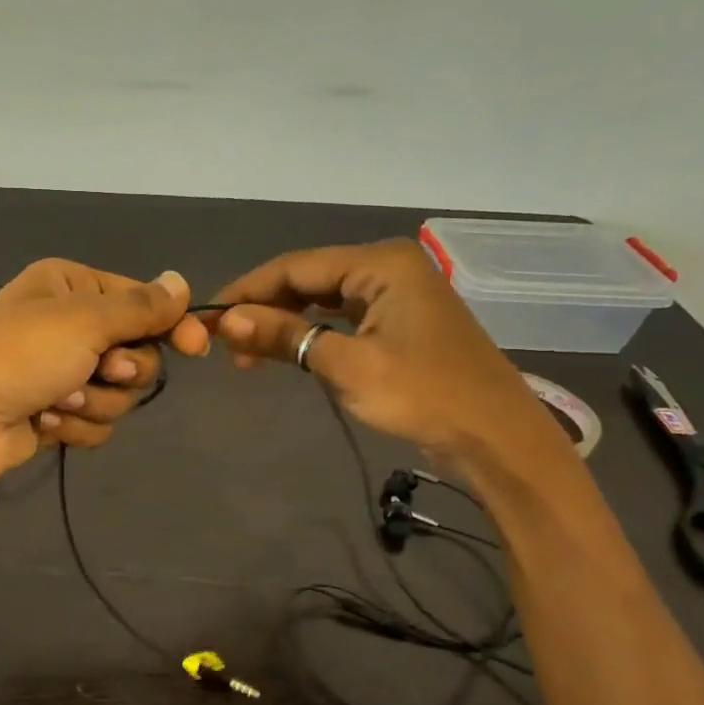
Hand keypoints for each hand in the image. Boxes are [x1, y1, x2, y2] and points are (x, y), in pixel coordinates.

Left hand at [0, 260, 207, 488]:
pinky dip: (75, 425)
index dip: (170, 324)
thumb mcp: (84, 320)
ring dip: (94, 400)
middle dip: (122, 370)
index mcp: (70, 287)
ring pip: (119, 393)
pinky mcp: (56, 415)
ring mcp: (60, 373)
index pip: (140, 301)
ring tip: (58, 399)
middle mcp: (67, 326)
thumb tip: (180, 283)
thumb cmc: (18, 355)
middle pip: (136, 352)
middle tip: (99, 370)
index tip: (196, 347)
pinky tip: (44, 421)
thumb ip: (140, 307)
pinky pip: (95, 422)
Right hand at [208, 240, 563, 471]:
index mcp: (380, 264)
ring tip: (245, 354)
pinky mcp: (399, 324)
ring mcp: (396, 296)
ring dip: (283, 324)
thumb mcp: (346, 365)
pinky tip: (286, 352)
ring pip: (322, 301)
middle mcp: (388, 268)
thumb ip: (284, 336)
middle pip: (307, 280)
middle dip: (263, 309)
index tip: (206, 317)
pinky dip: (310, 335)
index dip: (246, 291)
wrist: (497, 440)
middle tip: (222, 342)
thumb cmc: (423, 395)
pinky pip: (341, 318)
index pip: (295, 267)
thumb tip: (226, 321)